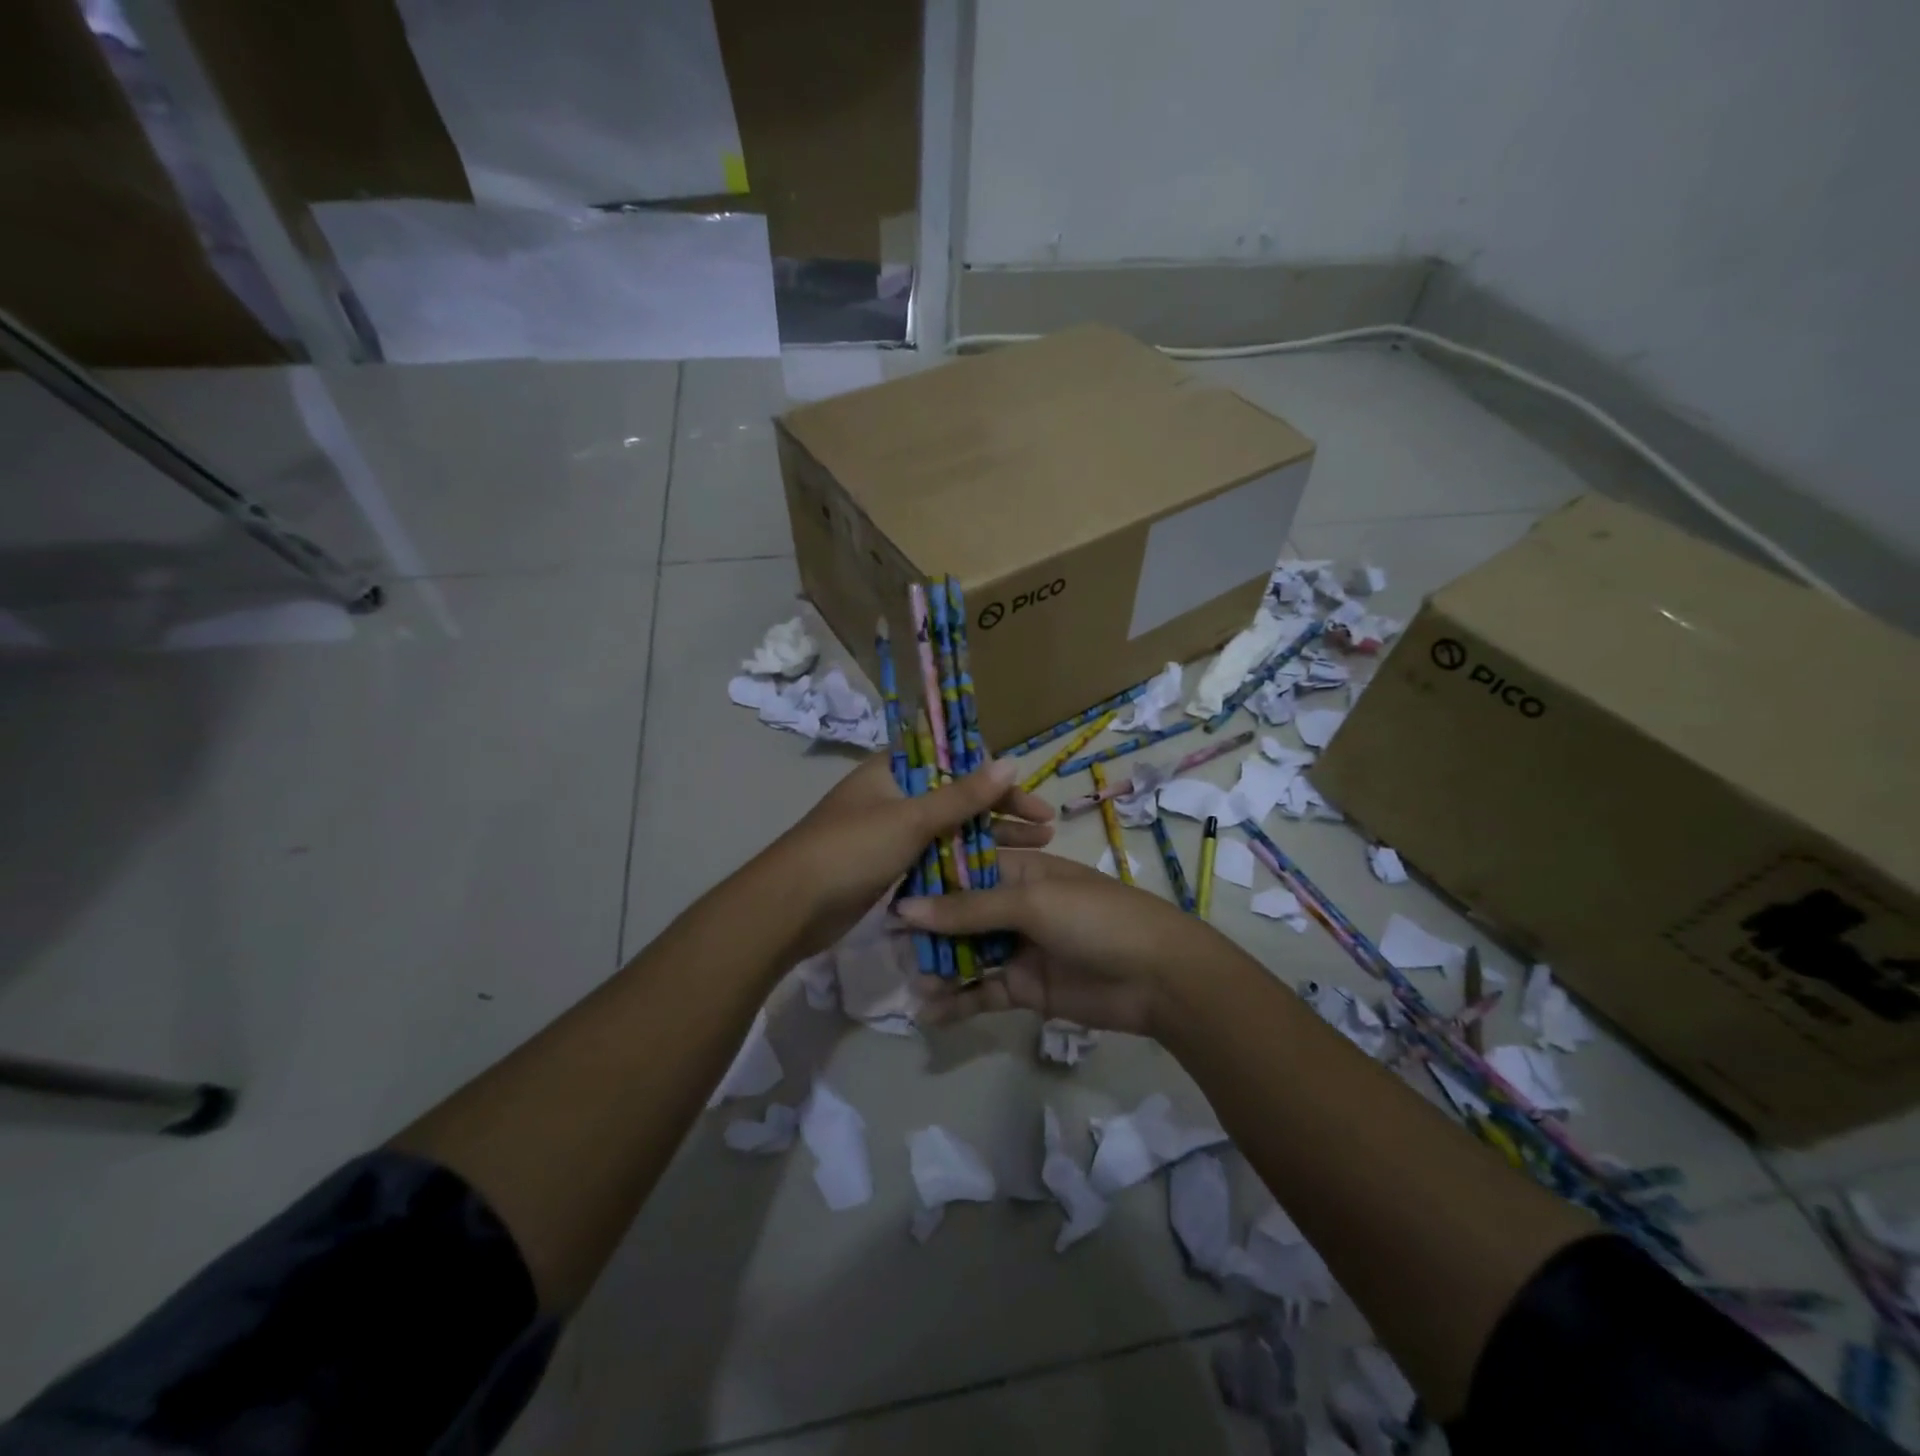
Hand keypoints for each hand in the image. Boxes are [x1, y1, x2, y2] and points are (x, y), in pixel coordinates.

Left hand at [765, 753, 1054, 960]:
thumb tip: (1011, 760)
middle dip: (1001, 811)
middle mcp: (894, 795)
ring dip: (989, 838)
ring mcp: (890, 833)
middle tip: (1046, 829)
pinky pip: (935, 857)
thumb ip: (962, 795)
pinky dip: (964, 863)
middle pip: (958, 797)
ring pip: (950, 830)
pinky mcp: (888, 866)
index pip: (955, 762)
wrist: (790, 908)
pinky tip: (997, 875)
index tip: (1029, 796)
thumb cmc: (851, 850)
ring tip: (1037, 850)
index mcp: (893, 770)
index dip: (995, 777)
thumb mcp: (911, 819)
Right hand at [897, 849, 1248, 1035]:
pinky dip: (957, 1000)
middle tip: (887, 944)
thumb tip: (904, 909)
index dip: (928, 878)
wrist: (1159, 977)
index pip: (964, 867)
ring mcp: (1019, 947)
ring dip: (939, 965)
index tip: (886, 889)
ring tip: (909, 980)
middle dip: (927, 928)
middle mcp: (1015, 905)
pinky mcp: (1025, 988)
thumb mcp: (1031, 902)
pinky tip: (928, 1012)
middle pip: (960, 913)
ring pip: (967, 953)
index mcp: (1020, 871)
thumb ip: (968, 908)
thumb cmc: (1096, 918)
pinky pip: (982, 991)